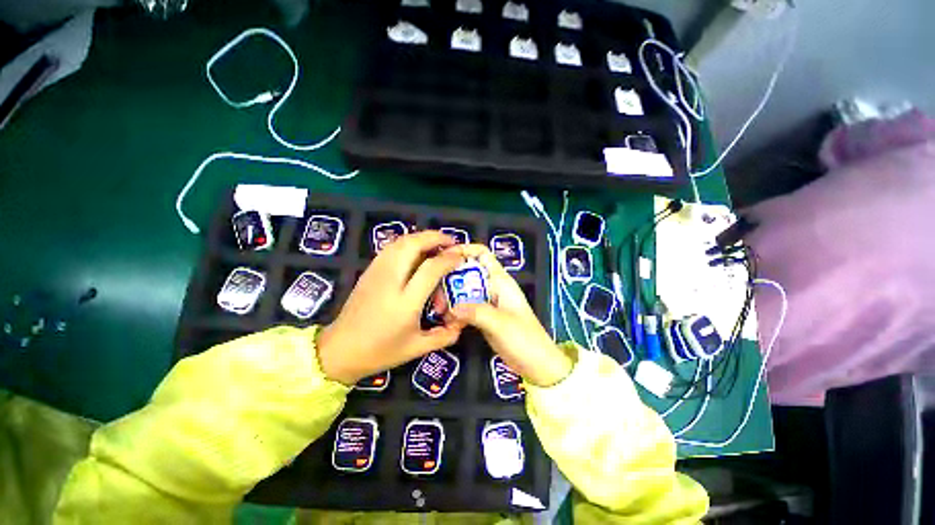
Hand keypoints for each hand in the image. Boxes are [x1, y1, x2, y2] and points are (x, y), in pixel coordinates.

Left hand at [316, 231, 466, 385]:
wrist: (339, 350)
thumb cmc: (380, 351)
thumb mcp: (416, 348)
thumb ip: (444, 335)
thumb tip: (462, 322)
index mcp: (405, 302)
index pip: (430, 269)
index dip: (448, 258)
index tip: (460, 255)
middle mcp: (390, 281)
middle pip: (412, 245)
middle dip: (435, 237)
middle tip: (451, 241)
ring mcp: (376, 273)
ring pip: (400, 242)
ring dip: (421, 237)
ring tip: (436, 242)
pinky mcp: (369, 271)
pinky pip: (391, 248)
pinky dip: (408, 242)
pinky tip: (416, 250)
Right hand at [450, 245, 572, 386]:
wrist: (536, 364)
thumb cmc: (524, 339)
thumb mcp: (500, 323)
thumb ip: (476, 312)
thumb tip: (451, 308)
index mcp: (500, 280)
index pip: (482, 254)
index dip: (463, 250)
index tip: (443, 257)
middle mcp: (492, 287)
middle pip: (467, 272)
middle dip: (450, 279)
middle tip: (436, 295)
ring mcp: (487, 302)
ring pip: (463, 290)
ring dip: (450, 298)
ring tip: (440, 311)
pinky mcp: (483, 316)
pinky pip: (465, 307)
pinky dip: (455, 312)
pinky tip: (448, 322)